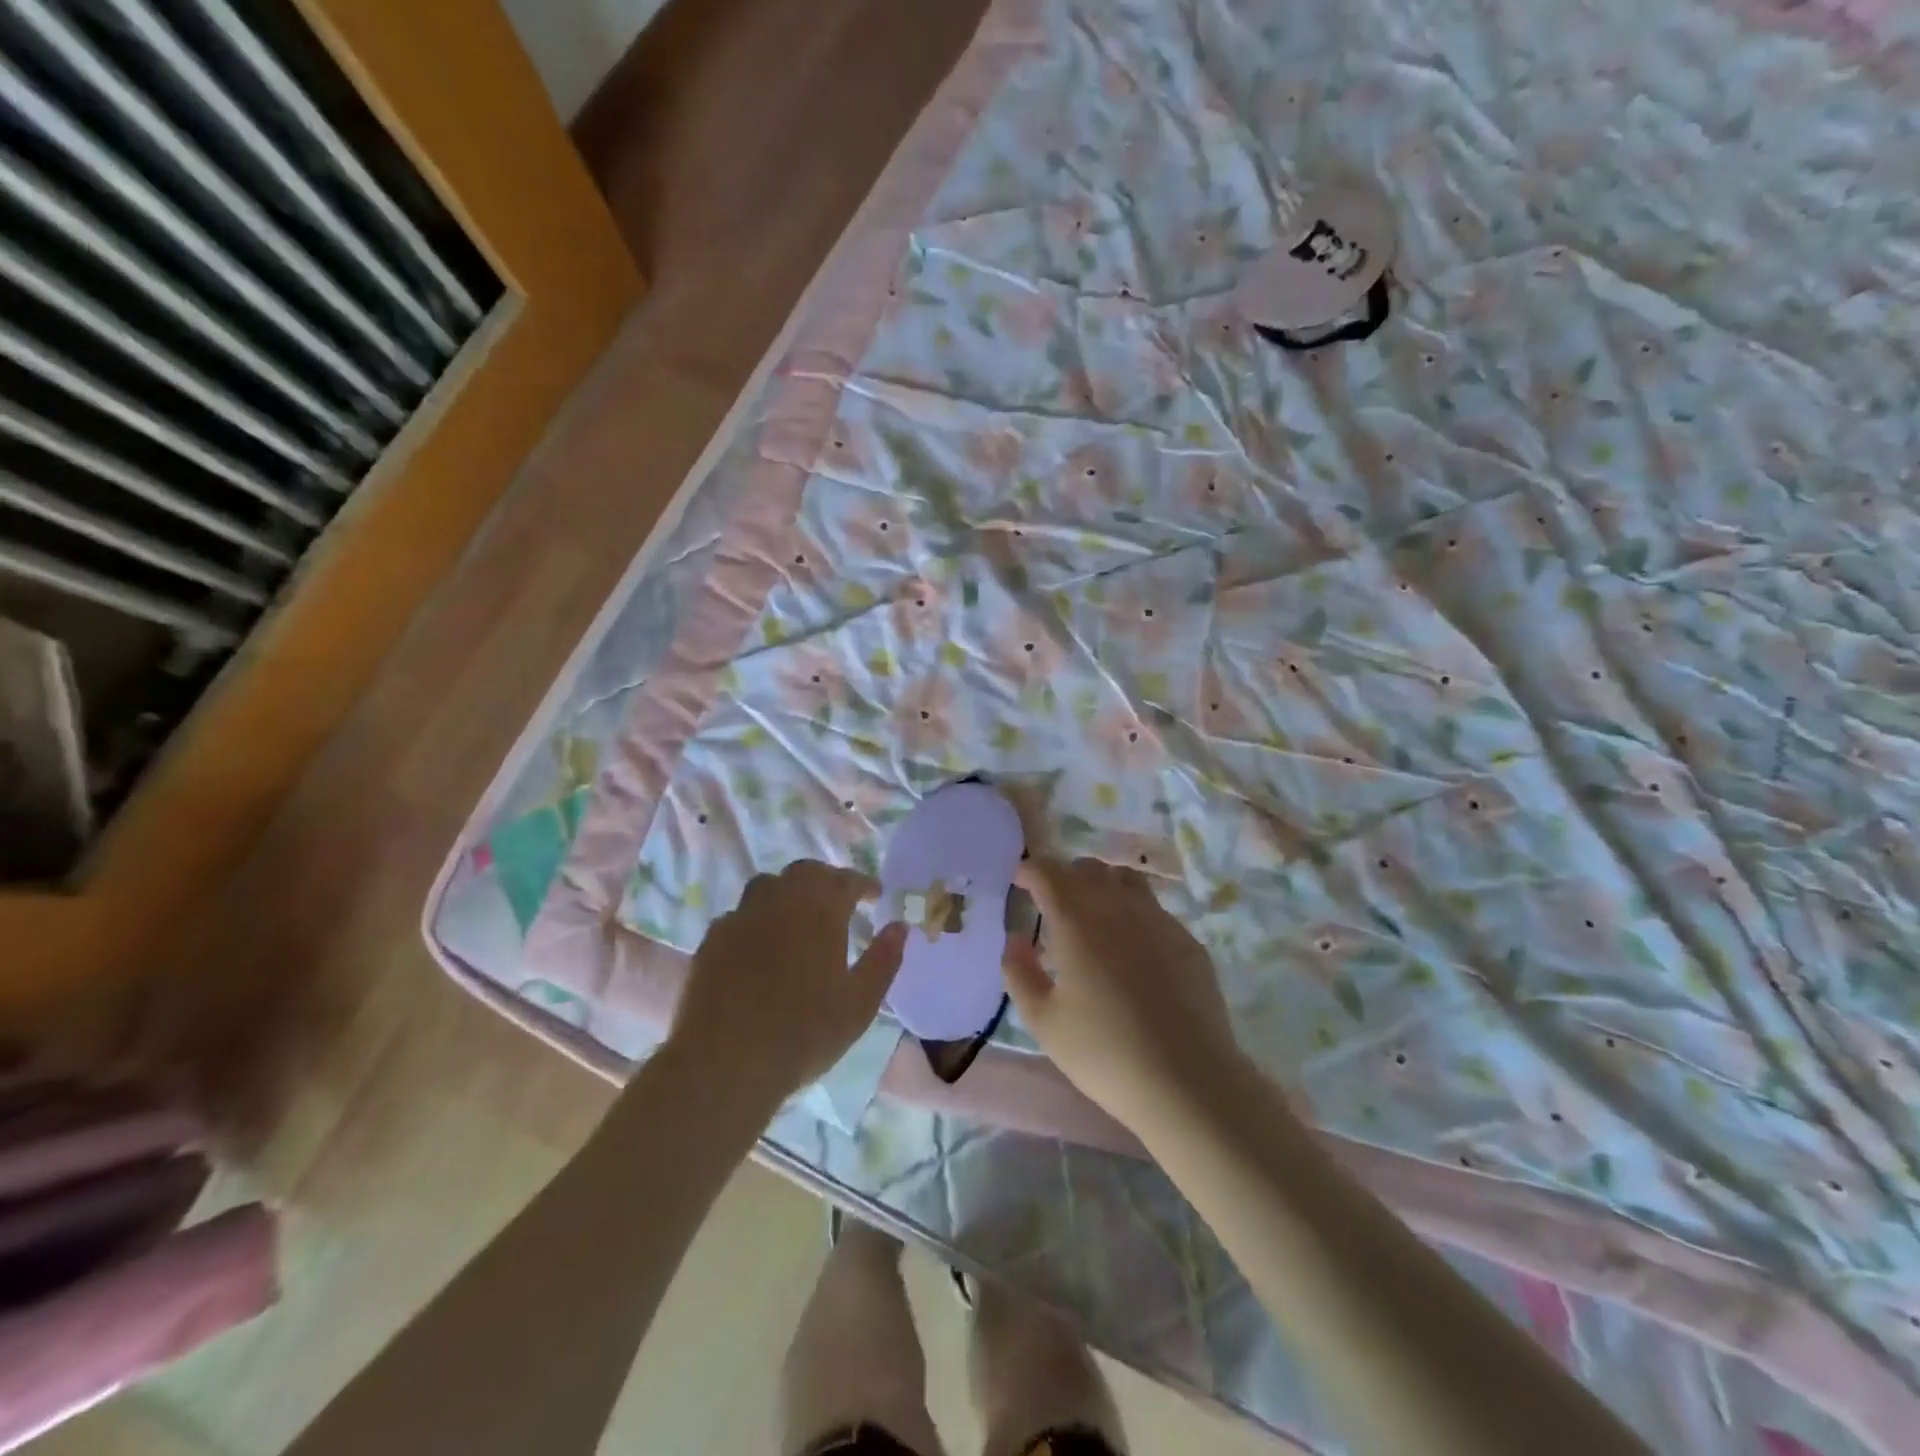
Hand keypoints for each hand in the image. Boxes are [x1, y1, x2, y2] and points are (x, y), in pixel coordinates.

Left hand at [670, 861, 907, 1108]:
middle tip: (839, 902)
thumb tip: (899, 926)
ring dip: (788, 893)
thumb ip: (884, 959)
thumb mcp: (860, 1003)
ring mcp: (741, 917)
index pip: (846, 880)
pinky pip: (739, 915)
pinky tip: (760, 945)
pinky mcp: (712, 940)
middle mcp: (780, 901)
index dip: (864, 884)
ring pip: (768, 886)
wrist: (725, 1063)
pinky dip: (757, 920)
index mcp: (820, 910)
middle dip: (826, 880)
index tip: (875, 894)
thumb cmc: (804, 1033)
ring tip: (798, 918)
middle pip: (805, 872)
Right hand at [1004, 855, 1243, 1133]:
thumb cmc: (1104, 1053)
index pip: (1048, 873)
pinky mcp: (1187, 941)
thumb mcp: (1044, 1022)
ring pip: (1126, 880)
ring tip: (1093, 914)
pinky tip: (1133, 948)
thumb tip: (1015, 939)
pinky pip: (1154, 908)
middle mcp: (1118, 908)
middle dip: (1065, 876)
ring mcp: (1159, 921)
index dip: (1030, 869)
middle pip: (1088, 869)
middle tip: (1052, 901)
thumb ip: (1019, 973)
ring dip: (1102, 885)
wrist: (1188, 1081)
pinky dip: (1133, 911)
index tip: (1019, 880)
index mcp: (1077, 922)